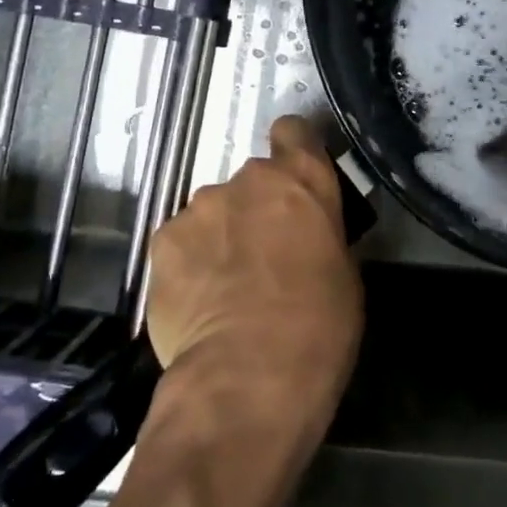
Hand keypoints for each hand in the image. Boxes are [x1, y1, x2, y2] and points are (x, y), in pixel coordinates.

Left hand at [146, 115, 363, 424]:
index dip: (293, 150)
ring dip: (220, 236)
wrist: (248, 376)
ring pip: (212, 213)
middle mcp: (248, 179)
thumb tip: (304, 237)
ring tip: (224, 287)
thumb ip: (319, 233)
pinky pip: (181, 243)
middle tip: (262, 255)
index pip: (294, 131)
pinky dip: (189, 263)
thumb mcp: (343, 271)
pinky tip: (197, 302)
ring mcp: (200, 208)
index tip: (294, 180)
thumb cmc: (319, 324)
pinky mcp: (162, 242)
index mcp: (302, 179)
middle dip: (255, 209)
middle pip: (251, 181)